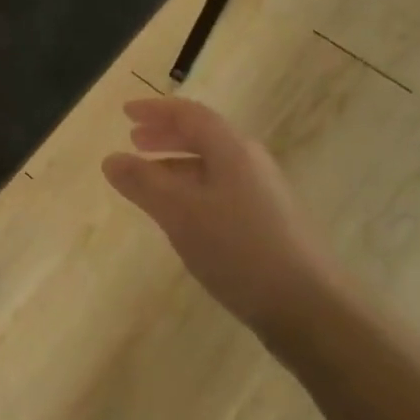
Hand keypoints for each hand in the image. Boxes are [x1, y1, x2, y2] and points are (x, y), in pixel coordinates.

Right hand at [102, 97, 337, 350]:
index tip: (125, 113)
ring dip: (176, 165)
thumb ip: (143, 183)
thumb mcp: (180, 213)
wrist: (309, 308)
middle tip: (134, 142)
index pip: (189, 114)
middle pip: (203, 136)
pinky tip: (180, 216)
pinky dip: (192, 190)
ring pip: (212, 166)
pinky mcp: (268, 224)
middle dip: (166, 135)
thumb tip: (110, 159)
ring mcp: (263, 195)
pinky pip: (220, 191)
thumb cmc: (239, 250)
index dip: (156, 110)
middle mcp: (250, 163)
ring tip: (147, 180)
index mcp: (232, 150)